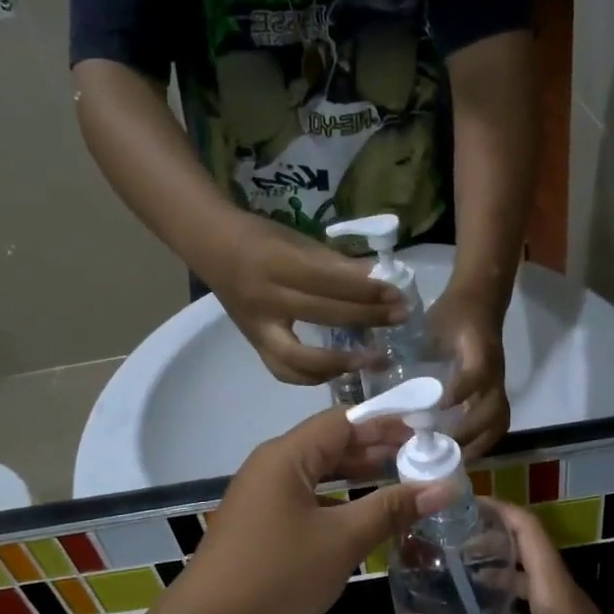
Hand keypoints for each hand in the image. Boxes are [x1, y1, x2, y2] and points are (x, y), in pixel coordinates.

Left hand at [167, 406, 450, 613]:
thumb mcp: (341, 540)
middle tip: (425, 458)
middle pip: (331, 445)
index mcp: (286, 457)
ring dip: (360, 477)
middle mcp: (272, 469)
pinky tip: (368, 519)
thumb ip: (392, 509)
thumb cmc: (277, 576)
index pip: (344, 421)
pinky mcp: (263, 530)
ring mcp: (264, 501)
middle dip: (377, 449)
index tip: (428, 429)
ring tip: (405, 483)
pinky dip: (341, 504)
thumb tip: (444, 486)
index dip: (387, 422)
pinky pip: (309, 503)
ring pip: (320, 476)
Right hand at [203, 213, 406, 385]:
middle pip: (324, 315)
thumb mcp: (298, 241)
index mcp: (278, 264)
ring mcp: (258, 327)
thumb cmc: (261, 238)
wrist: (213, 249)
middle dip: (367, 318)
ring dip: (341, 362)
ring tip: (374, 358)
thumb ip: (336, 263)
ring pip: (301, 357)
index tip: (397, 294)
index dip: (366, 290)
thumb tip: (378, 279)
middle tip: (400, 318)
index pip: (330, 282)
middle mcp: (266, 300)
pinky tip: (341, 369)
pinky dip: (315, 375)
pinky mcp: (255, 344)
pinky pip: (285, 371)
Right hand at [390, 501, 613, 613]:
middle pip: (528, 560)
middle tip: (448, 547)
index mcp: (557, 591)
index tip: (463, 504)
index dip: (499, 510)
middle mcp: (567, 605)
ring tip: (457, 587)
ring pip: (531, 596)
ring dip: (498, 586)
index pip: (529, 530)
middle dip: (491, 548)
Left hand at [427, 286, 509, 456]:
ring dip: (480, 444)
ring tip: (454, 460)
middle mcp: (493, 372)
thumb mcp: (434, 323)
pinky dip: (482, 439)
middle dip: (470, 433)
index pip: (476, 375)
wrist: (481, 298)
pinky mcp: (495, 390)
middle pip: (494, 411)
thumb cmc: (454, 312)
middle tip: (442, 450)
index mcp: (478, 351)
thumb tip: (388, 371)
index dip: (460, 392)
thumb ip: (420, 347)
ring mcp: (497, 384)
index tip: (439, 408)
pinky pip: (496, 419)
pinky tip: (461, 451)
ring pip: (499, 421)